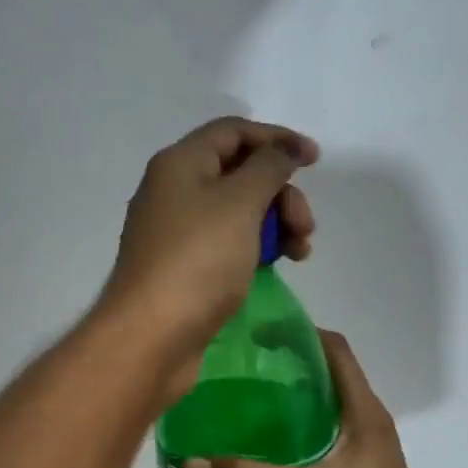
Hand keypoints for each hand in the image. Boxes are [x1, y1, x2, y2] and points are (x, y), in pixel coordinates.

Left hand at [100, 117, 316, 394]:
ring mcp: (176, 233)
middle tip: (304, 226)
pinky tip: (277, 266)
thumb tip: (284, 149)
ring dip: (275, 223)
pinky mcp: (183, 268)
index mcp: (179, 164)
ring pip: (237, 212)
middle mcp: (172, 192)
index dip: (277, 139)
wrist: (152, 335)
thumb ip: (269, 167)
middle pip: (239, 173)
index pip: (233, 132)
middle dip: (280, 193)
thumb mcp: (240, 202)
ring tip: (299, 253)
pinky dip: (255, 248)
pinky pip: (227, 243)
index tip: (315, 161)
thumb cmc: (197, 261)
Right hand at [177, 329, 445, 467]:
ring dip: (282, 403)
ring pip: (317, 410)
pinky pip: (313, 441)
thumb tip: (189, 465)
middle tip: (232, 369)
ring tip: (235, 406)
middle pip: (322, 376)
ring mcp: (360, 451)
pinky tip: (254, 452)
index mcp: (364, 413)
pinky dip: (285, 436)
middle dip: (280, 366)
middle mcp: (365, 423)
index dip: (298, 332)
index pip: (335, 350)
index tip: (253, 332)